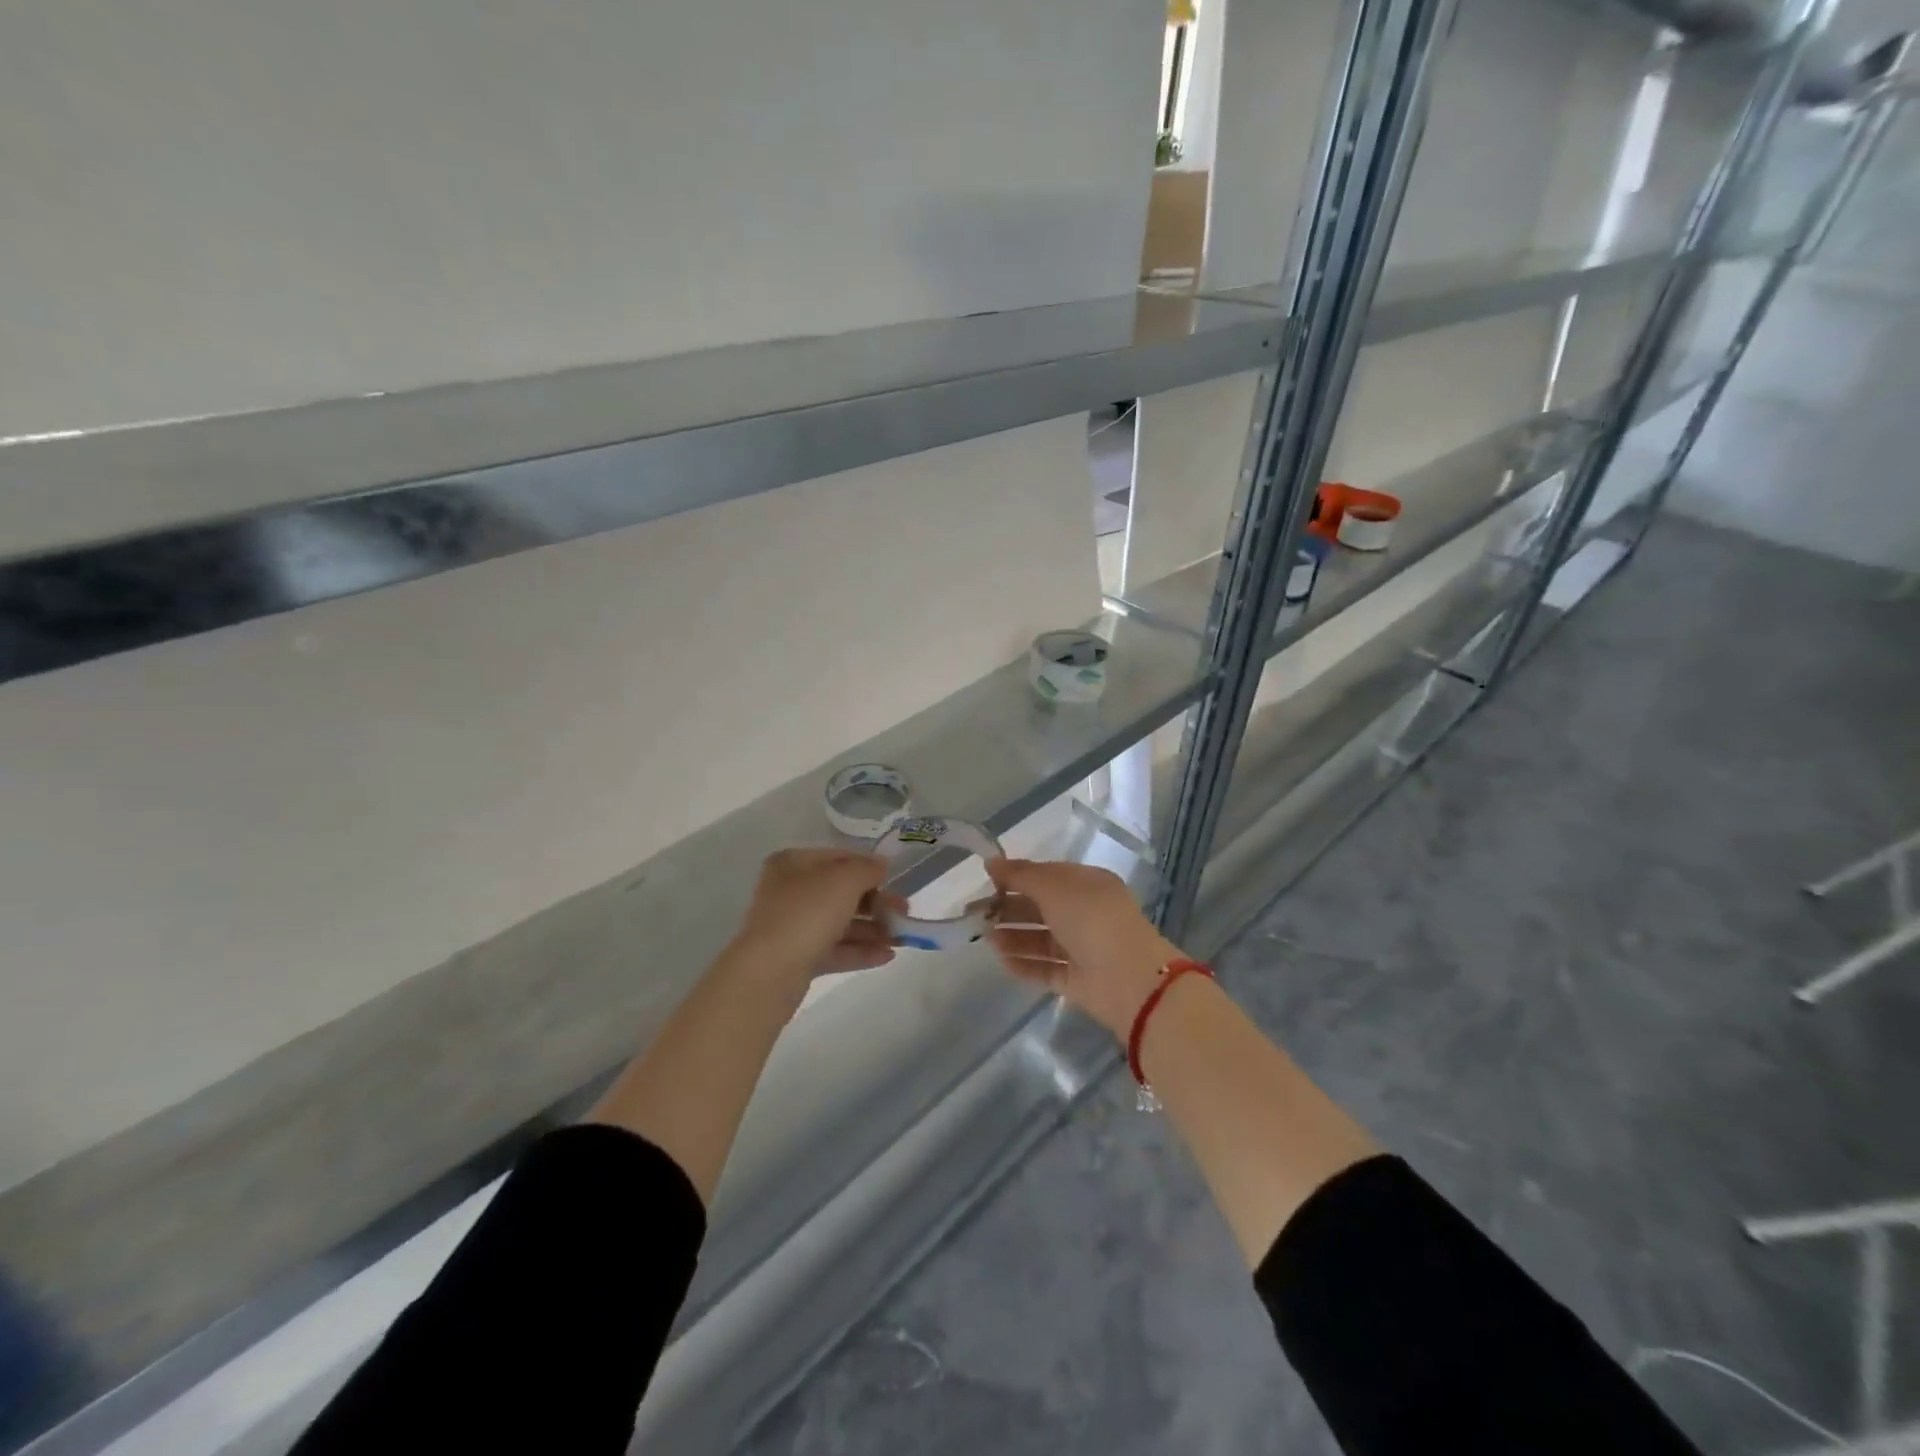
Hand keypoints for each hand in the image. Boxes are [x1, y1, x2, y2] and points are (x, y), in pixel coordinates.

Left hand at [729, 847, 903, 986]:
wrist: (770, 972)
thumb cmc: (808, 913)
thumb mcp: (845, 880)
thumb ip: (867, 868)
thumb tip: (881, 865)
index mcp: (794, 864)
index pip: (839, 858)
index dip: (869, 867)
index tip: (896, 880)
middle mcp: (789, 891)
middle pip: (841, 892)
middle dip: (876, 903)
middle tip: (905, 912)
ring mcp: (792, 927)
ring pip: (839, 923)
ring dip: (873, 929)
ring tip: (903, 938)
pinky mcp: (797, 958)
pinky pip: (834, 949)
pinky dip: (860, 951)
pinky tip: (888, 956)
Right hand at [985, 859, 1182, 1037]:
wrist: (1130, 979)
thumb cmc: (1092, 920)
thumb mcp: (1055, 887)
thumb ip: (1021, 875)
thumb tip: (991, 862)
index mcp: (1087, 885)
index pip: (1047, 876)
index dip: (1017, 877)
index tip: (986, 881)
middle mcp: (1086, 914)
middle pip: (1040, 908)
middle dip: (1008, 909)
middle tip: (976, 914)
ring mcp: (1083, 949)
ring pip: (1041, 940)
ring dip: (1012, 937)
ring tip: (985, 938)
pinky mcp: (1077, 980)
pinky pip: (1045, 969)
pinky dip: (1024, 965)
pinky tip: (1001, 961)